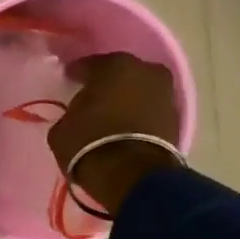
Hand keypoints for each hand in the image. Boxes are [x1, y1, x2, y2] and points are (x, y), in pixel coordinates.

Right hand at [45, 53, 181, 216]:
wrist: (131, 174)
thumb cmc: (89, 143)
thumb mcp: (62, 127)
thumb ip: (72, 112)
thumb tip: (79, 113)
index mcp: (115, 65)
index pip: (89, 64)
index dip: (76, 73)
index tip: (68, 81)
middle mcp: (145, 70)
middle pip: (121, 73)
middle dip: (107, 83)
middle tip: (92, 97)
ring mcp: (165, 93)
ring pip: (139, 90)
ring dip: (127, 99)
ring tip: (111, 114)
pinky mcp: (177, 117)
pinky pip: (150, 110)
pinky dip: (139, 115)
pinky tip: (126, 126)